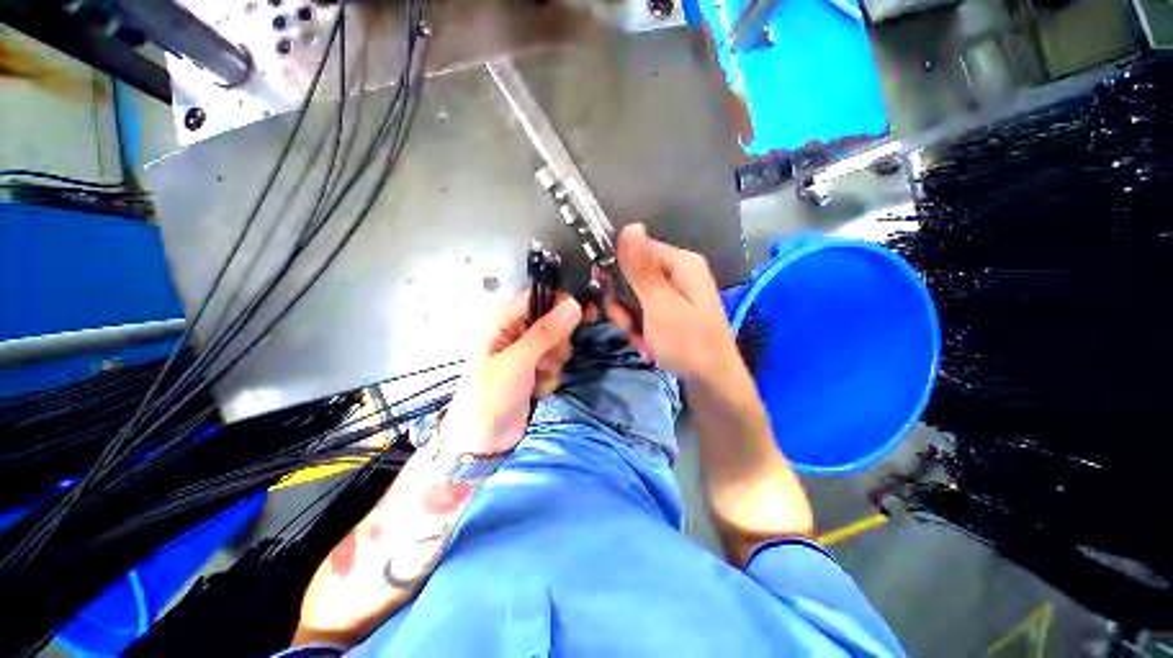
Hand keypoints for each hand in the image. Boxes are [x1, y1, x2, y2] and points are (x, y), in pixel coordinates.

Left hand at [441, 291, 581, 454]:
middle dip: (556, 343)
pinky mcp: (534, 370)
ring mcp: (526, 353)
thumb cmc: (490, 397)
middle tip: (546, 360)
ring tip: (537, 377)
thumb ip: (545, 332)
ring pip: (557, 345)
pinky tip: (537, 389)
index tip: (583, 314)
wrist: (483, 442)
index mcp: (501, 322)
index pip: (537, 298)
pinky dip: (550, 376)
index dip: (560, 303)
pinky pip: (555, 364)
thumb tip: (573, 303)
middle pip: (553, 322)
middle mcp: (514, 333)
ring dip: (553, 363)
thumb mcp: (517, 362)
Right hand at [607, 224, 739, 382]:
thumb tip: (630, 225)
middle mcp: (679, 273)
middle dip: (624, 303)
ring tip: (641, 340)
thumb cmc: (687, 342)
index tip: (611, 297)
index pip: (637, 250)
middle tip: (627, 325)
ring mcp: (676, 295)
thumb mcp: (660, 305)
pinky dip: (641, 330)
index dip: (618, 271)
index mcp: (681, 263)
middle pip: (634, 275)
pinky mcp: (672, 313)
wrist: (712, 383)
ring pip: (635, 298)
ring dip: (631, 321)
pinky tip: (649, 347)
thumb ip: (641, 269)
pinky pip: (645, 313)